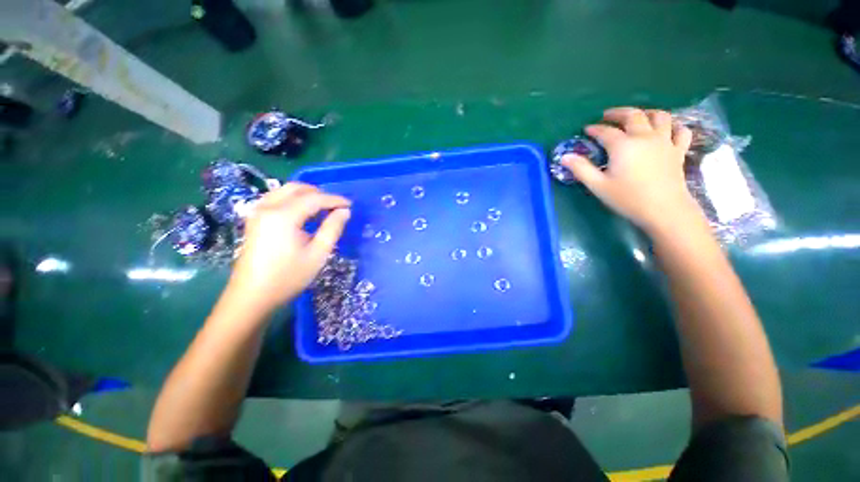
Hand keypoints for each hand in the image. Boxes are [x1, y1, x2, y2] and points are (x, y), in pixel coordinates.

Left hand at [226, 183, 350, 314]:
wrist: (251, 297)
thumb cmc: (287, 277)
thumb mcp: (317, 254)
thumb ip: (332, 229)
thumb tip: (344, 211)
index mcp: (283, 216)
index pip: (314, 198)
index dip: (334, 200)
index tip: (350, 205)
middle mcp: (267, 207)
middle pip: (296, 188)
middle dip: (319, 193)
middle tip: (336, 205)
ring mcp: (257, 213)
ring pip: (284, 191)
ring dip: (305, 194)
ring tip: (323, 207)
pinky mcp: (254, 220)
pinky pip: (275, 199)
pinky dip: (293, 200)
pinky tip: (303, 213)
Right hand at [561, 107, 703, 233]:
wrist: (663, 209)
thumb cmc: (627, 198)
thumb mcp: (598, 185)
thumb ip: (581, 169)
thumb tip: (565, 157)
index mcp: (623, 145)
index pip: (605, 131)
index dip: (594, 129)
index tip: (586, 129)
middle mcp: (645, 137)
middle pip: (633, 115)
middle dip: (618, 113)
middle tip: (608, 116)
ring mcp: (665, 142)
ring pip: (660, 116)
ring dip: (647, 113)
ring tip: (637, 117)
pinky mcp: (678, 151)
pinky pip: (680, 131)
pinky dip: (673, 126)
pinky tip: (666, 130)